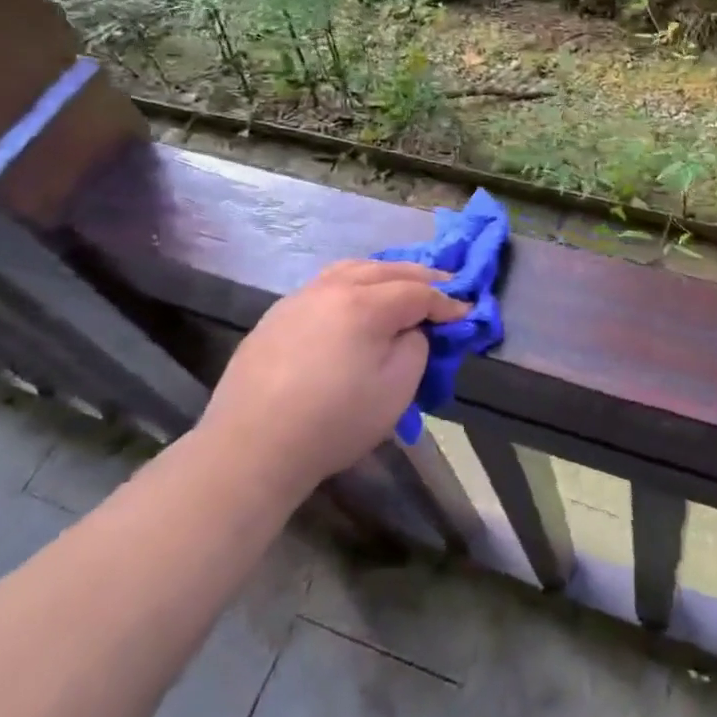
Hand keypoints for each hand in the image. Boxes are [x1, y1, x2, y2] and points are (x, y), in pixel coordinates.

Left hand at [198, 260, 467, 494]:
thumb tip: (409, 329)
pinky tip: (354, 299)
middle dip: (421, 277)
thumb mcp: (396, 390)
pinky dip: (352, 282)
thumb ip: (415, 347)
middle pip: (387, 270)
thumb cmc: (333, 422)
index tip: (465, 312)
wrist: (251, 447)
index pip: (417, 292)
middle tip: (446, 285)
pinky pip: (326, 284)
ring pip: (352, 269)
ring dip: (384, 273)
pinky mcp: (277, 315)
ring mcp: (301, 297)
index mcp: (366, 303)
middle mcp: (333, 288)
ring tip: (400, 284)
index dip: (446, 302)